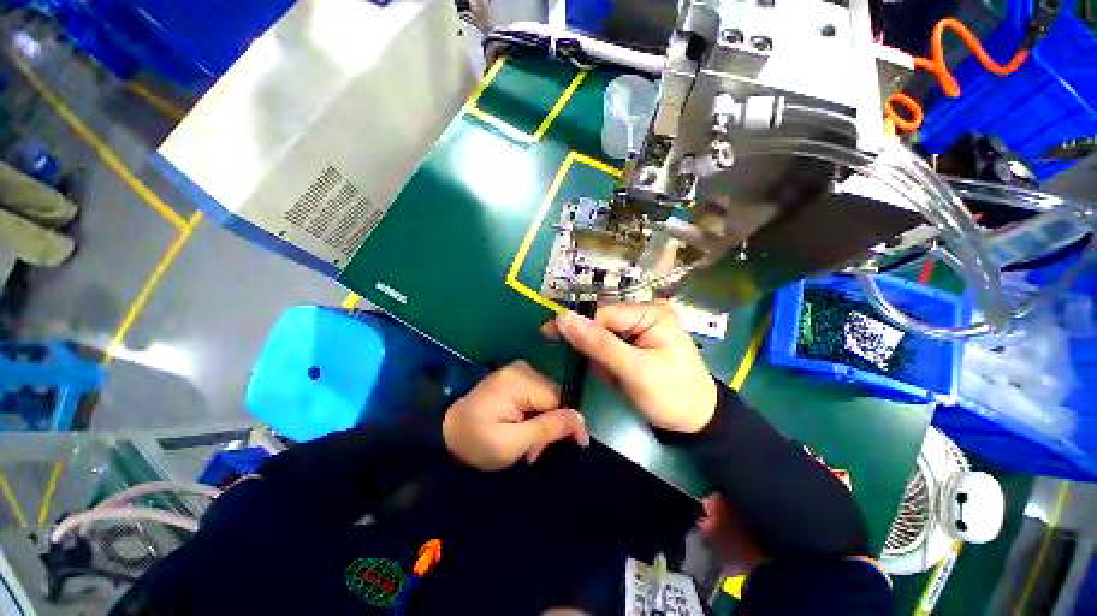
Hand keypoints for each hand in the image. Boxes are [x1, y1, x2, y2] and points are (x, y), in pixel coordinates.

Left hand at [443, 361, 589, 470]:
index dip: (567, 423)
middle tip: (534, 452)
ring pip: (548, 398)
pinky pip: (537, 395)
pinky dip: (534, 415)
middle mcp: (523, 369)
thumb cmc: (475, 442)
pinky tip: (522, 430)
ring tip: (526, 445)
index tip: (570, 446)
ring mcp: (518, 371)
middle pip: (554, 398)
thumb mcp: (512, 444)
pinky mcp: (515, 377)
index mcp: (521, 381)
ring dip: (542, 422)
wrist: (444, 432)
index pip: (560, 399)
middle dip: (549, 426)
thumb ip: (548, 429)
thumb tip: (582, 420)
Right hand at [543, 300, 716, 433]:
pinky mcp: (639, 338)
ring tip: (614, 378)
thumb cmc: (671, 396)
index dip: (581, 330)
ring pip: (603, 334)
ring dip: (601, 357)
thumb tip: (562, 317)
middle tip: (603, 373)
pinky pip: (611, 343)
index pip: (602, 313)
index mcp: (651, 311)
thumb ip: (598, 344)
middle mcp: (646, 310)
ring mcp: (643, 324)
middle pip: (602, 322)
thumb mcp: (634, 371)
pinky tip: (617, 374)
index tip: (557, 344)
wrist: (696, 421)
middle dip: (595, 349)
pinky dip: (608, 361)